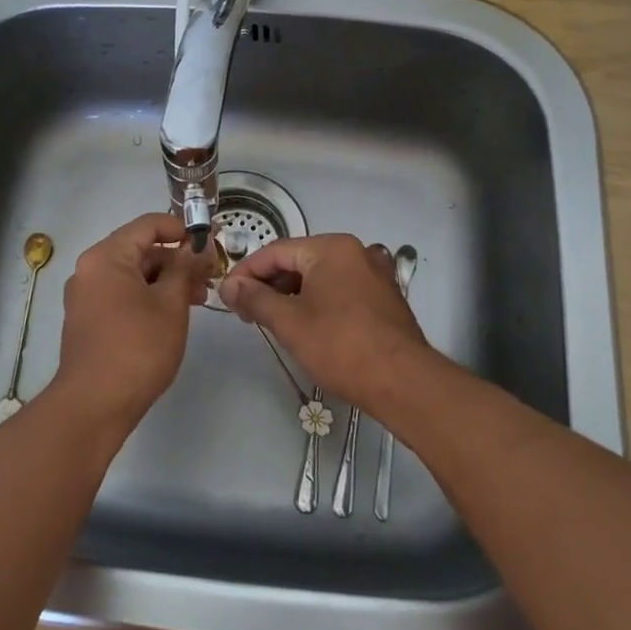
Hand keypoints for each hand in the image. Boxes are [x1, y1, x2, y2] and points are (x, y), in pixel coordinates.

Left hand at [52, 212, 212, 431]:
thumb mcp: (170, 304)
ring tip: (198, 299)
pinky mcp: (89, 320)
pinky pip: (123, 294)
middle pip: (140, 250)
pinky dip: (149, 296)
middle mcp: (90, 270)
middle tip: (209, 277)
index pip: (149, 225)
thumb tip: (198, 247)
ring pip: (133, 275)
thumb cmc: (137, 348)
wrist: (94, 405)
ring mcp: (86, 296)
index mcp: (106, 257)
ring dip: (166, 280)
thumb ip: (185, 268)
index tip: (210, 241)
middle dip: (177, 260)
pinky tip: (173, 314)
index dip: (182, 229)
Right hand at [218, 234, 434, 408]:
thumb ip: (255, 298)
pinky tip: (308, 327)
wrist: (403, 381)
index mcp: (331, 248)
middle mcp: (355, 251)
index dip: (246, 272)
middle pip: (299, 261)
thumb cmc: (340, 346)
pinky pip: (341, 290)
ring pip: (320, 277)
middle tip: (247, 313)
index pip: (275, 251)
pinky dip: (318, 302)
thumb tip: (229, 285)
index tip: (227, 296)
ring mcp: (374, 274)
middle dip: (269, 285)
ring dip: (292, 295)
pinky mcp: (384, 297)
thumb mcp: (289, 322)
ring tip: (274, 323)